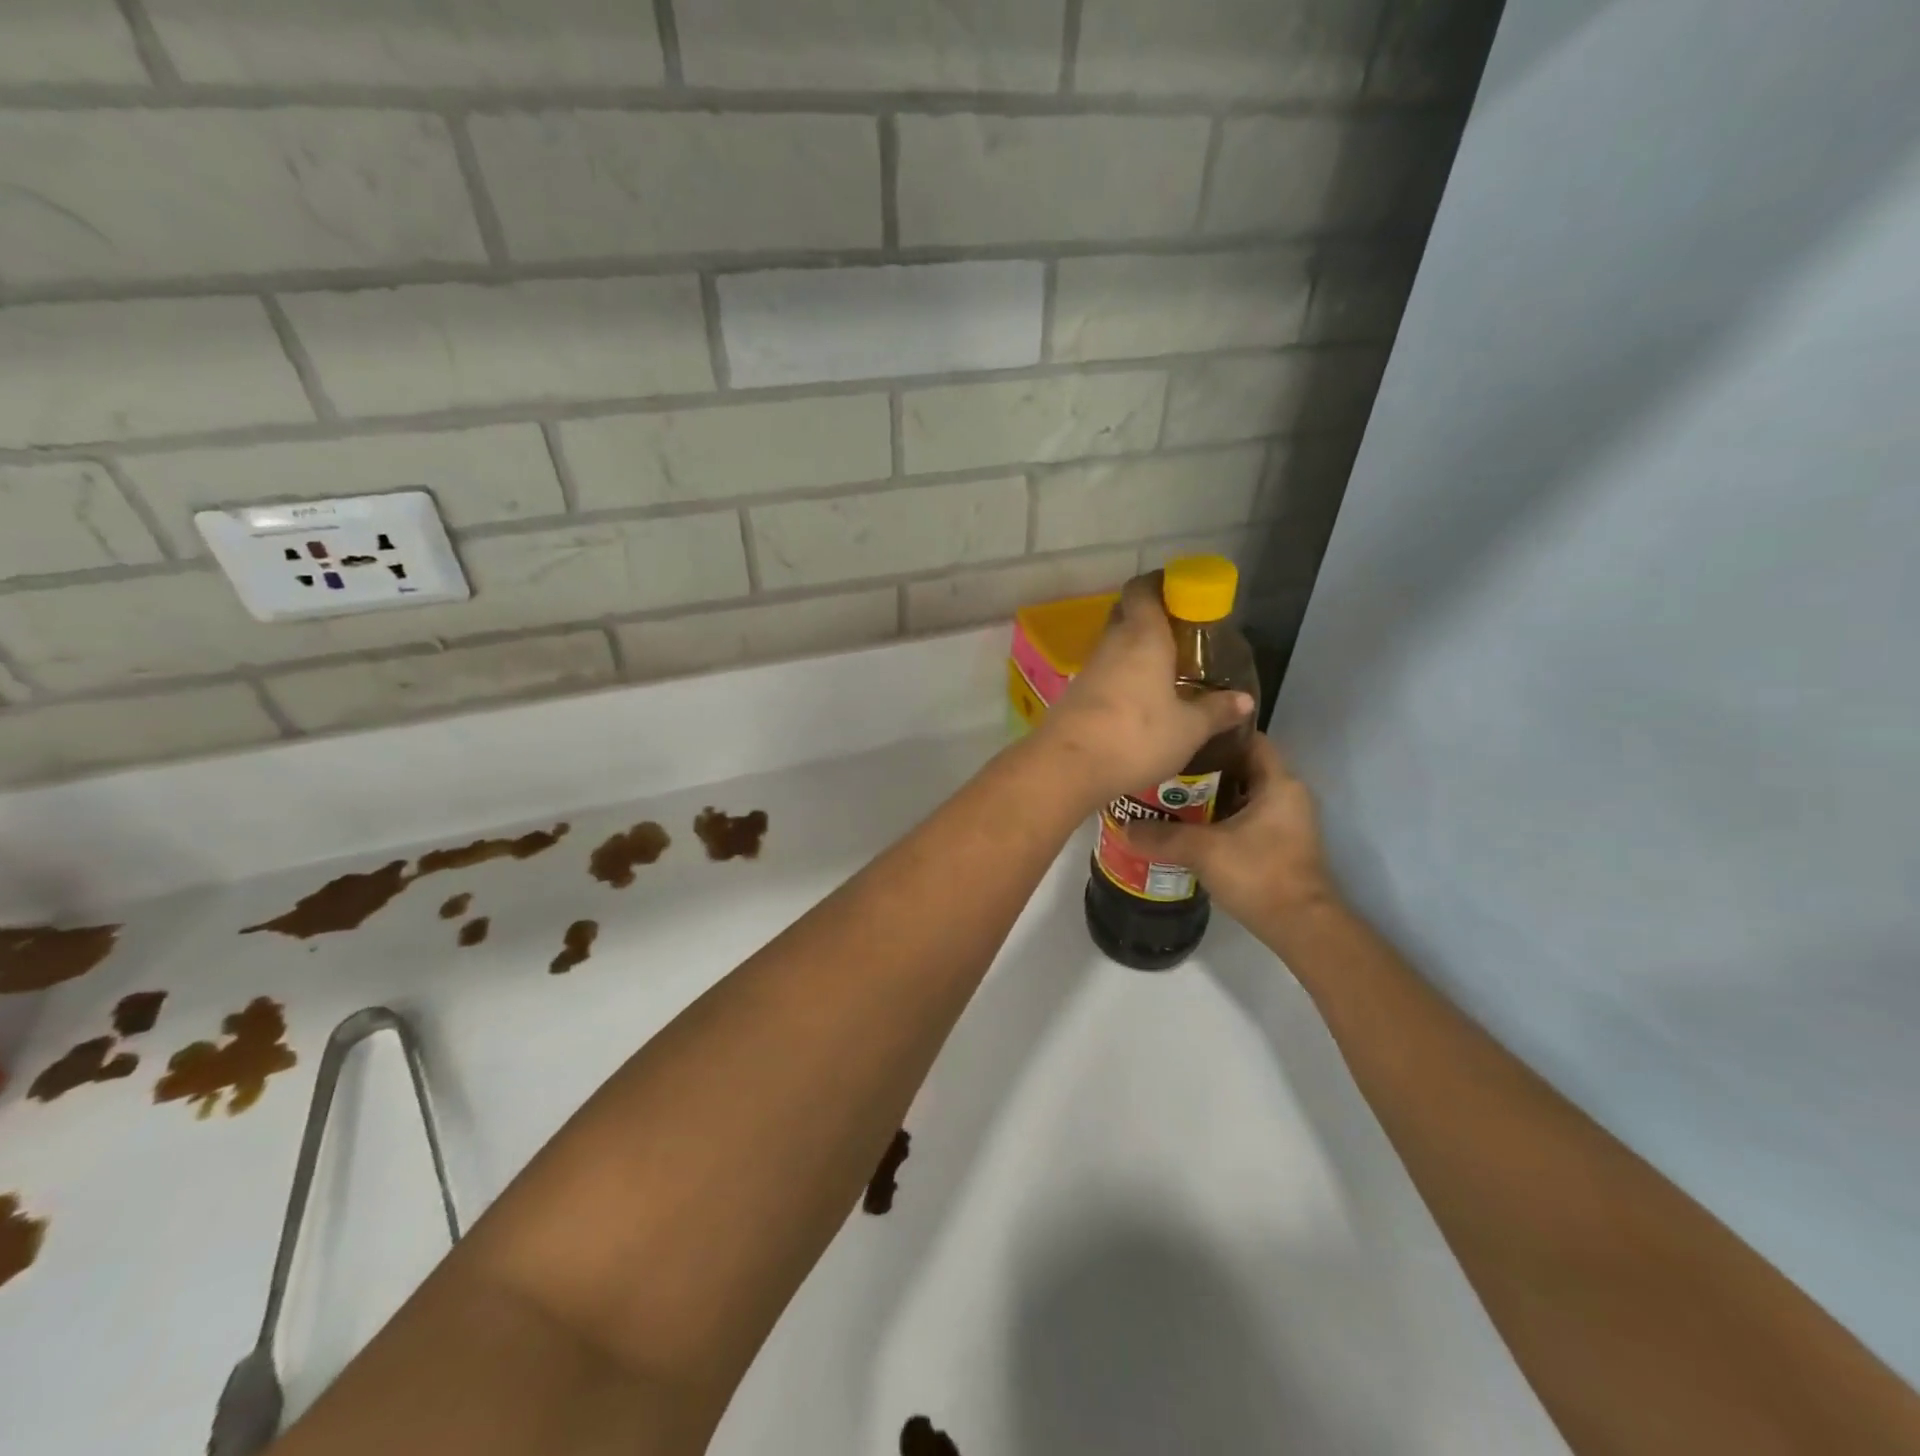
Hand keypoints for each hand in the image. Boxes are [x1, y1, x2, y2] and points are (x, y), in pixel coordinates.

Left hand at [1033, 574, 1253, 805]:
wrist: (1068, 767)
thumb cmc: (1136, 737)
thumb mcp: (1188, 729)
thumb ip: (1216, 711)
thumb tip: (1244, 699)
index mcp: (1142, 636)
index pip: (1143, 589)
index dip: (1159, 582)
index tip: (1181, 590)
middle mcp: (1112, 644)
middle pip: (1126, 614)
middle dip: (1149, 617)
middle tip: (1180, 634)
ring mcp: (1088, 670)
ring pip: (1114, 647)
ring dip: (1135, 652)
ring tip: (1165, 672)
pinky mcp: (1074, 696)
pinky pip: (1103, 676)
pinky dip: (1121, 679)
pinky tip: (1139, 702)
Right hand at [1123, 732, 1337, 929]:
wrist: (1301, 927)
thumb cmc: (1258, 874)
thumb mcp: (1203, 850)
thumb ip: (1162, 836)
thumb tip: (1123, 827)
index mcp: (1279, 782)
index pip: (1249, 739)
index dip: (1216, 734)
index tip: (1182, 737)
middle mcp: (1287, 795)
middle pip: (1241, 767)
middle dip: (1204, 769)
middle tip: (1166, 770)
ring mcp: (1286, 822)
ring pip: (1241, 796)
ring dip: (1209, 797)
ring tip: (1168, 798)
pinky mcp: (1279, 845)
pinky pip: (1245, 819)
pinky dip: (1219, 819)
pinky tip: (1188, 829)